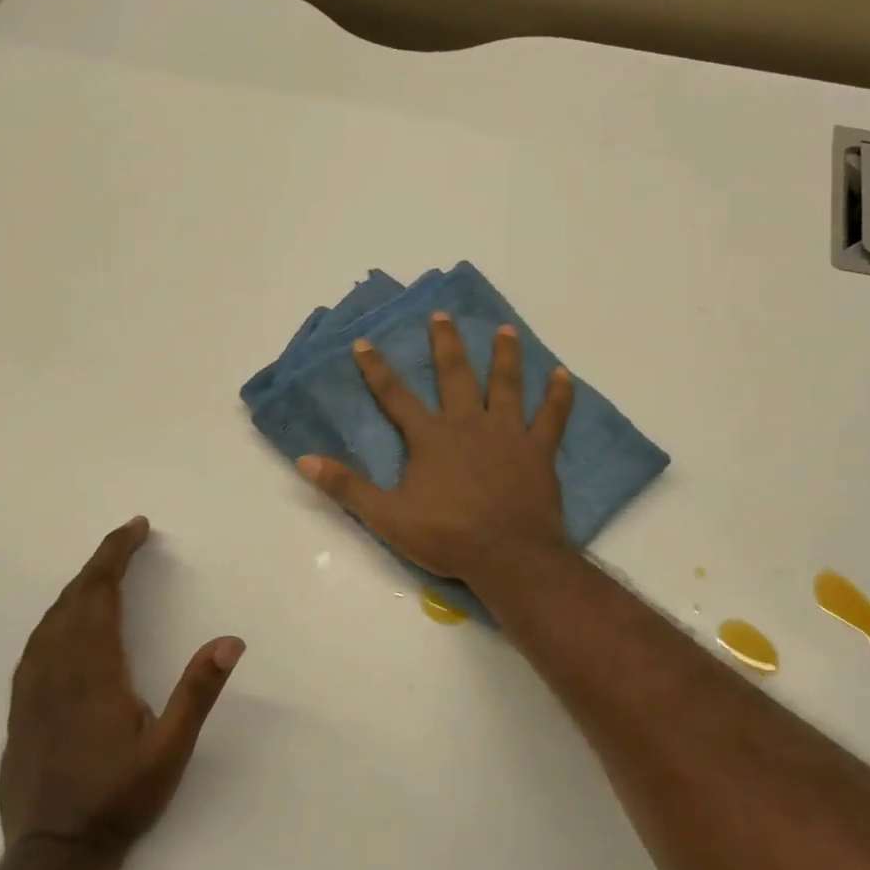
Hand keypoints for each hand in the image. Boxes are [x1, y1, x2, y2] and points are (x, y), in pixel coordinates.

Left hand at [0, 518, 243, 852]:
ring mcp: (32, 690)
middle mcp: (56, 670)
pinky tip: (65, 622)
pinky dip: (57, 616)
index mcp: (93, 671)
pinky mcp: (21, 709)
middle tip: (127, 539)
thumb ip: (198, 692)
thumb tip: (230, 640)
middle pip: (73, 599)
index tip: (136, 528)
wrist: (52, 855)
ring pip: (50, 620)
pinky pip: (37, 643)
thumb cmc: (118, 798)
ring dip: (77, 587)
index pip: (100, 595)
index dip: (115, 556)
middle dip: (100, 562)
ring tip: (102, 572)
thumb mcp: (171, 749)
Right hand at [297, 312, 575, 584]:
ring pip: (506, 384)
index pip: (396, 397)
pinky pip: (552, 416)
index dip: (377, 369)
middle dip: (445, 344)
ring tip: (505, 330)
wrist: (507, 554)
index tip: (364, 342)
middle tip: (442, 315)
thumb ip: (347, 487)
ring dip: (504, 355)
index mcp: (431, 437)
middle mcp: (468, 424)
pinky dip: (560, 395)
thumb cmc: (446, 536)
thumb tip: (305, 460)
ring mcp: (507, 433)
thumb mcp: (387, 516)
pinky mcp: (538, 449)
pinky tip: (564, 375)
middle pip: (455, 375)